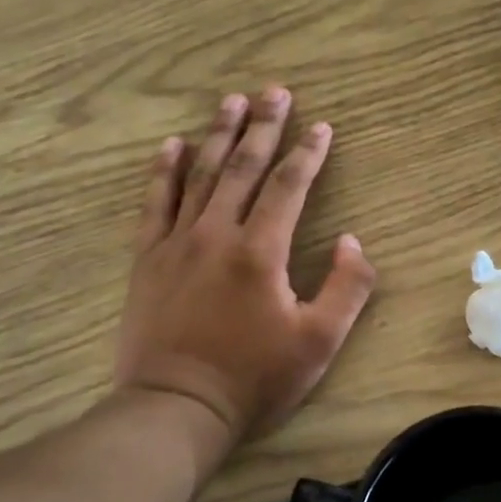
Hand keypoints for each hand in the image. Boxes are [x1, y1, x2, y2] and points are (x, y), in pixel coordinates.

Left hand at [114, 88, 376, 459]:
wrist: (176, 409)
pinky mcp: (147, 260)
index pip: (287, 187)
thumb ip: (346, 287)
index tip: (321, 126)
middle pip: (242, 167)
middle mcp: (216, 235)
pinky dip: (163, 171)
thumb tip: (352, 242)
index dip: (307, 154)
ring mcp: (176, 244)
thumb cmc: (254, 379)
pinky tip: (170, 146)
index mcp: (260, 252)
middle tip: (275, 92)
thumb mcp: (319, 342)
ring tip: (230, 101)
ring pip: (200, 176)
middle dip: (263, 127)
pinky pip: (154, 203)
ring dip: (218, 135)